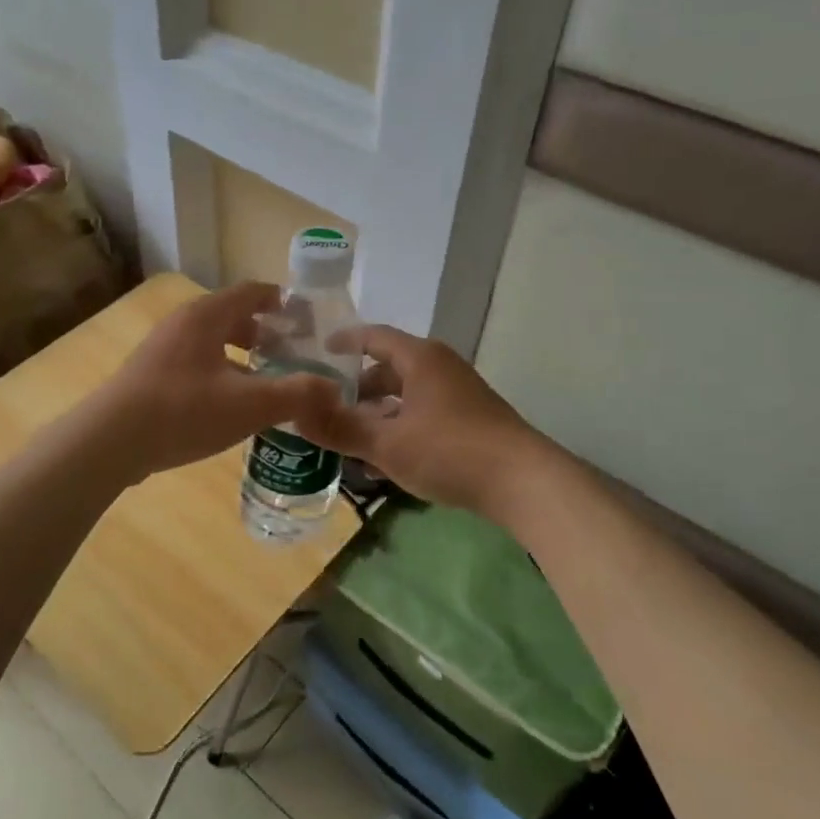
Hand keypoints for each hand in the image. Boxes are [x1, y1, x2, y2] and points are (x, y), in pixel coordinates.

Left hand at [91, 282, 340, 479]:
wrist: (111, 441)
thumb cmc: (184, 411)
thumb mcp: (250, 404)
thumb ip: (297, 393)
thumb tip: (334, 388)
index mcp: (207, 316)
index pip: (252, 292)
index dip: (283, 302)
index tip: (307, 321)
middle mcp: (183, 323)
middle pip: (233, 316)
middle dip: (265, 333)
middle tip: (293, 355)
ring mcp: (163, 348)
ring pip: (213, 342)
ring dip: (242, 356)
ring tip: (267, 383)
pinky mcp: (151, 375)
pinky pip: (197, 363)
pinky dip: (221, 373)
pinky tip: (231, 407)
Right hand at [296, 326, 548, 517]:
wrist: (524, 482)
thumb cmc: (449, 450)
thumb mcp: (387, 444)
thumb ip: (341, 430)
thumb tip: (296, 417)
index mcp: (420, 359)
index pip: (373, 336)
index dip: (343, 342)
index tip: (318, 353)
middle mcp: (440, 367)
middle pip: (390, 367)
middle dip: (358, 387)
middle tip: (328, 407)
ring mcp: (459, 393)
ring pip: (407, 394)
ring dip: (379, 412)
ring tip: (351, 437)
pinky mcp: (471, 419)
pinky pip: (424, 413)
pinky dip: (401, 426)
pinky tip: (387, 458)